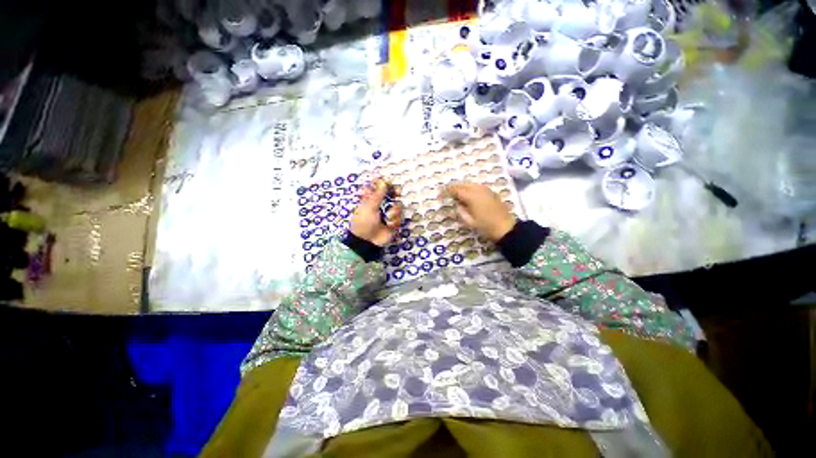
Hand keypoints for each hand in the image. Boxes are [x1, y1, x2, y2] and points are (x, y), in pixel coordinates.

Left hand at [350, 179, 402, 246]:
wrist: (367, 241)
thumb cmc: (364, 222)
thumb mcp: (369, 206)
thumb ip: (378, 194)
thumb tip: (383, 180)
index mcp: (372, 198)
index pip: (381, 187)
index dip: (386, 184)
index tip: (390, 182)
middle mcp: (381, 204)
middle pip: (393, 193)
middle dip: (396, 193)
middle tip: (398, 192)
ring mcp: (388, 213)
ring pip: (398, 205)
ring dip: (394, 211)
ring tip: (388, 217)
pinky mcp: (394, 222)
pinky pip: (399, 217)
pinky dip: (395, 221)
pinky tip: (389, 225)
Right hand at [445, 182, 515, 242]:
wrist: (505, 228)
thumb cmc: (486, 226)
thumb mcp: (469, 222)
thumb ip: (460, 211)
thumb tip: (456, 204)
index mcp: (472, 196)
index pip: (455, 190)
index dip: (446, 192)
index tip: (440, 196)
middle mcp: (478, 190)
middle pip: (463, 184)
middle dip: (453, 188)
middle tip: (447, 194)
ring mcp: (486, 190)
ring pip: (470, 184)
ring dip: (462, 187)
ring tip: (456, 194)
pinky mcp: (491, 193)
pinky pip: (477, 186)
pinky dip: (470, 188)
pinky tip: (468, 195)